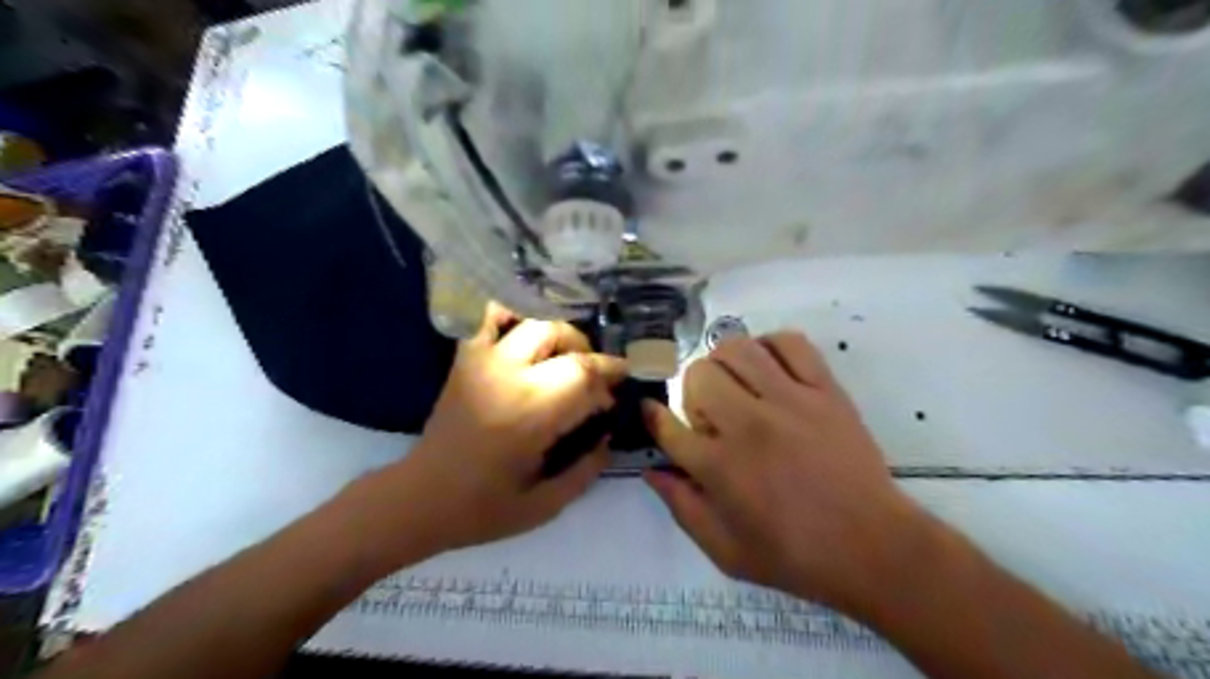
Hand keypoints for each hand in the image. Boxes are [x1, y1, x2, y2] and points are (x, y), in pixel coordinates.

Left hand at [376, 306, 622, 555]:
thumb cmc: (484, 507)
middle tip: (597, 379)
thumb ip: (587, 469)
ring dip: (561, 335)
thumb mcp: (547, 504)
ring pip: (533, 323)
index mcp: (532, 412)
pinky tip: (528, 336)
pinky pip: (489, 319)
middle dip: (591, 355)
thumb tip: (608, 436)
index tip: (616, 396)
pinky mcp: (465, 360)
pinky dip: (512, 317)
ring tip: (568, 359)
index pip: (585, 374)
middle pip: (563, 338)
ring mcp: (483, 362)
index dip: (609, 379)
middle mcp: (509, 375)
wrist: (420, 498)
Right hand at [646, 331, 929, 611]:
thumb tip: (652, 471)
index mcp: (720, 467)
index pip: (668, 425)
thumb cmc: (795, 555)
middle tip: (709, 414)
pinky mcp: (825, 390)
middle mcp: (748, 425)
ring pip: (737, 349)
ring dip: (724, 363)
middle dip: (692, 392)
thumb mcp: (725, 551)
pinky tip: (768, 367)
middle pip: (699, 375)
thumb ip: (682, 508)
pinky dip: (770, 345)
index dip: (653, 416)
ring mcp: (789, 401)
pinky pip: (791, 343)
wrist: (873, 548)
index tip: (652, 412)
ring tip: (735, 384)